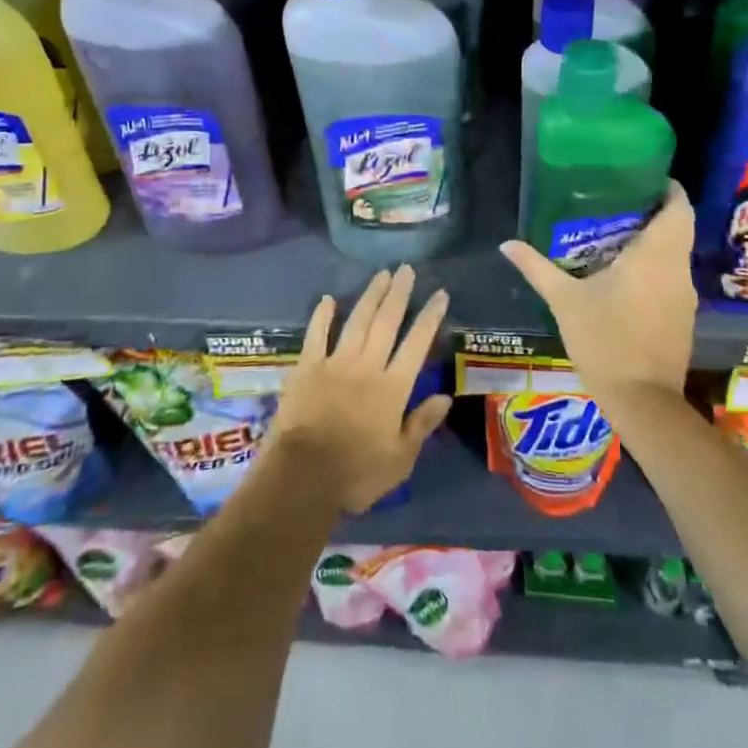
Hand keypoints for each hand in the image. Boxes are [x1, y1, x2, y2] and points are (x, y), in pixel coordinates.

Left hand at [270, 265, 452, 514]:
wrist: (302, 478)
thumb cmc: (356, 474)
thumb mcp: (400, 459)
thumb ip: (421, 425)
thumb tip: (445, 397)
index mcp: (393, 387)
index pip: (417, 344)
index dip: (430, 317)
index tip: (440, 293)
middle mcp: (367, 366)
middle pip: (387, 322)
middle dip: (399, 294)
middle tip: (407, 269)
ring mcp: (335, 363)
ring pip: (357, 321)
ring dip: (370, 296)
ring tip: (381, 274)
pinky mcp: (307, 368)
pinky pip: (316, 335)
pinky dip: (322, 316)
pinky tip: (328, 299)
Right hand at [498, 181, 697, 415]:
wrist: (642, 401)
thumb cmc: (604, 341)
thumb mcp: (565, 301)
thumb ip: (537, 268)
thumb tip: (507, 244)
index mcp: (656, 255)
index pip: (678, 207)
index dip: (666, 188)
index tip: (641, 178)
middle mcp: (677, 269)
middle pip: (678, 227)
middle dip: (654, 212)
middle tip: (619, 203)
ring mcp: (685, 295)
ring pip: (676, 253)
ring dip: (655, 240)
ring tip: (617, 234)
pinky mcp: (684, 317)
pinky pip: (673, 277)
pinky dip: (656, 266)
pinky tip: (626, 274)